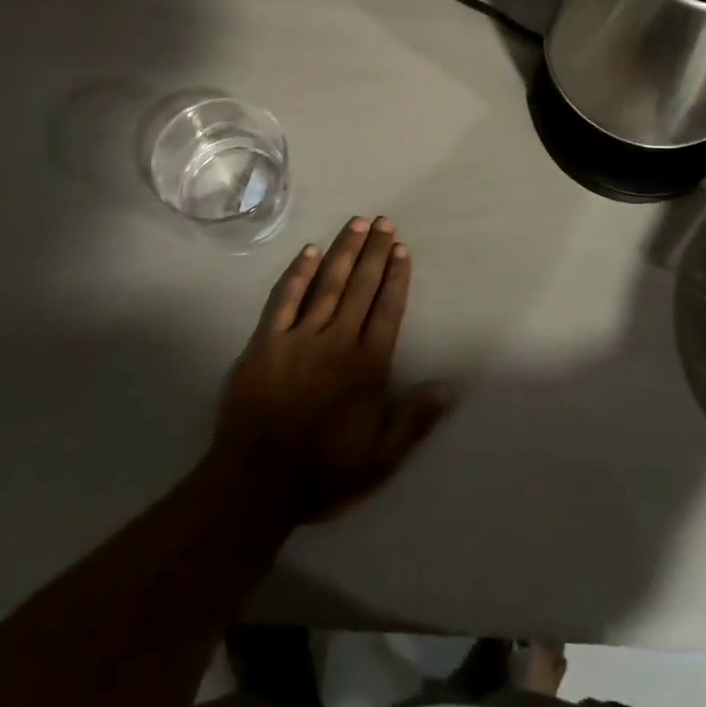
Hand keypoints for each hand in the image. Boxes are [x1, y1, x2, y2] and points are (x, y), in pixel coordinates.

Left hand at [212, 217, 450, 523]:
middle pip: (361, 288)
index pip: (387, 310)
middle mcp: (337, 342)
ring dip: (343, 251)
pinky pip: (284, 299)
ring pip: (327, 284)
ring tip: (356, 223)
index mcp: (366, 366)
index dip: (396, 278)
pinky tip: (309, 251)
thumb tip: (449, 387)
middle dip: (374, 252)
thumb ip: (415, 420)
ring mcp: (299, 338)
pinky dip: (298, 273)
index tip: (401, 249)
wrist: (256, 485)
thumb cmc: (323, 472)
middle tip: (384, 221)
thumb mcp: (381, 459)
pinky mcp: (265, 342)